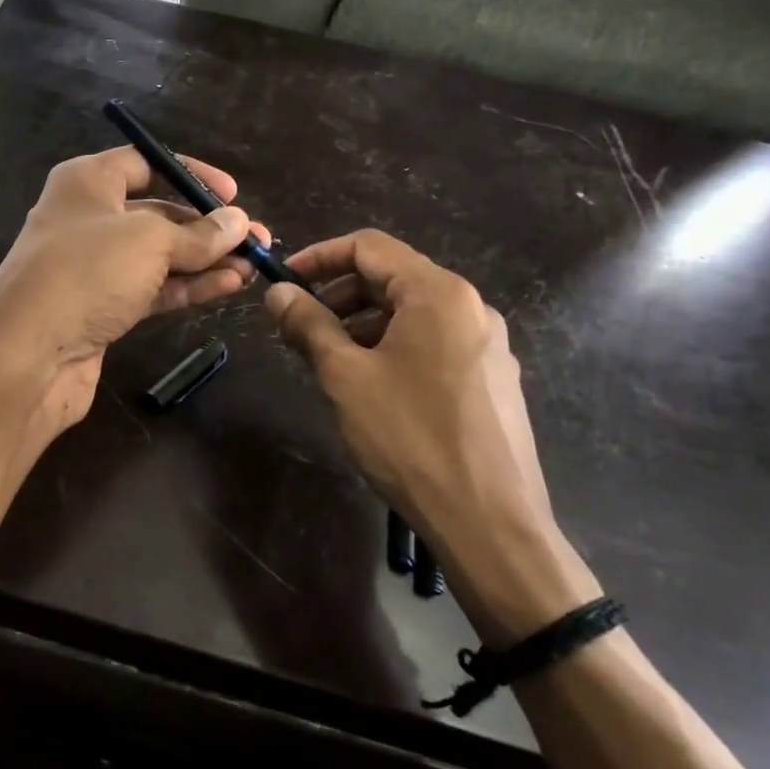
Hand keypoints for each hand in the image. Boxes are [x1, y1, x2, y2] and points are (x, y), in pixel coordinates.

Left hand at [0, 147, 269, 428]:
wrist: (28, 356)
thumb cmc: (86, 273)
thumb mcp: (150, 241)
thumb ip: (198, 234)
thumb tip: (239, 222)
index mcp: (87, 183)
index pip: (144, 163)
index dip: (189, 173)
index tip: (231, 194)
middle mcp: (88, 219)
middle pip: (157, 214)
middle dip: (207, 228)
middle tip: (255, 240)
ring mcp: (93, 267)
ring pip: (158, 257)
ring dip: (205, 261)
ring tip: (253, 266)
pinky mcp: (101, 308)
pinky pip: (152, 289)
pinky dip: (188, 287)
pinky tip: (229, 286)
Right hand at [265, 230, 596, 644]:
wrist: (489, 522)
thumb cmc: (409, 437)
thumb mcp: (345, 376)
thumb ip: (308, 325)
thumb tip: (277, 292)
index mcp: (438, 293)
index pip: (369, 247)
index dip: (319, 257)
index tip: (284, 284)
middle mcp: (471, 307)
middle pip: (392, 278)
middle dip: (338, 295)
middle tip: (298, 329)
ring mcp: (487, 345)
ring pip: (412, 314)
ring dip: (362, 325)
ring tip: (328, 362)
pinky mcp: (492, 380)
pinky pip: (433, 343)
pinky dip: (392, 348)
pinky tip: (371, 387)